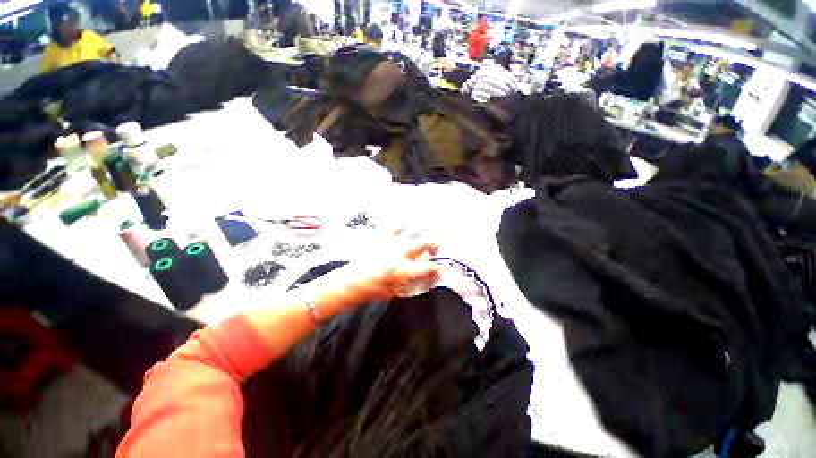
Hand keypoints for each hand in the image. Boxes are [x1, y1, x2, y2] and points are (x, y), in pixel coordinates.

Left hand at [309, 228, 439, 313]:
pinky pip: (397, 225)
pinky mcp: (382, 236)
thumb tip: (430, 275)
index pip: (430, 267)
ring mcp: (391, 242)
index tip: (437, 271)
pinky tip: (403, 234)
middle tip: (431, 251)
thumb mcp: (398, 291)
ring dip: (420, 236)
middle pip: (428, 241)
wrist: (351, 281)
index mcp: (404, 269)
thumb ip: (416, 282)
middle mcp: (401, 252)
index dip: (438, 270)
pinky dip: (403, 228)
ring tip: (418, 241)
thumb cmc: (374, 289)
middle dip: (434, 246)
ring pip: (415, 230)